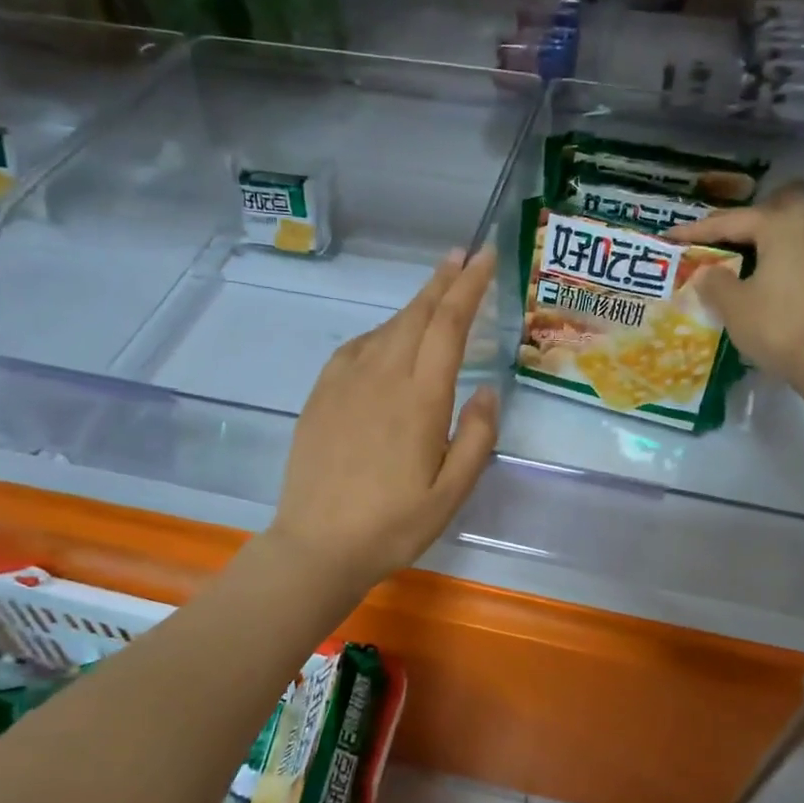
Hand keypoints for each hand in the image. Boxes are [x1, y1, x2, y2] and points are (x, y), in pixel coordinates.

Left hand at [267, 245, 499, 591]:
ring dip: (414, 305)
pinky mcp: (321, 395)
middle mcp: (382, 377)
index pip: (449, 325)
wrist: (317, 546)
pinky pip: (355, 348)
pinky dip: (379, 332)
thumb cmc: (393, 526)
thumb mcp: (451, 494)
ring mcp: (345, 383)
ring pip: (386, 328)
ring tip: (434, 293)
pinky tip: (386, 339)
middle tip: (461, 256)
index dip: (468, 286)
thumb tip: (486, 390)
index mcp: (420, 399)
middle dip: (442, 281)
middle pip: (416, 315)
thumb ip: (476, 438)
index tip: (484, 257)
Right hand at [666, 185, 803, 388]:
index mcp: (780, 223)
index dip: (695, 231)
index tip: (669, 236)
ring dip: (763, 237)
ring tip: (738, 258)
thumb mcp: (733, 305)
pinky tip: (763, 275)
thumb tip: (706, 272)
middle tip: (718, 239)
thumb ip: (713, 281)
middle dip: (743, 219)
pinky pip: (800, 248)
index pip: (729, 221)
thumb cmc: (778, 324)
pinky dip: (779, 254)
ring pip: (790, 226)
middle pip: (771, 208)